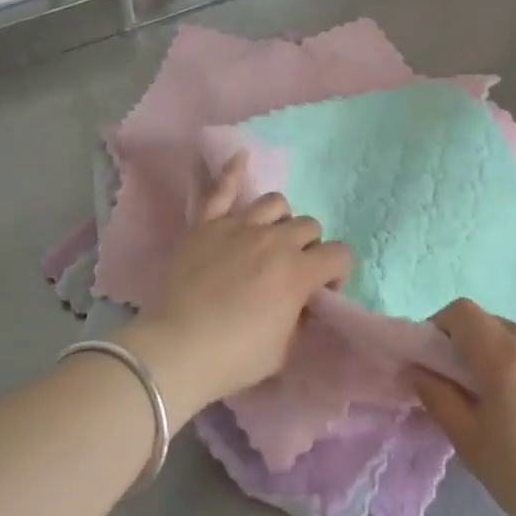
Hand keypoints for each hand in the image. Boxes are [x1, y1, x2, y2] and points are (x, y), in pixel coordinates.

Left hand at [120, 154, 351, 424]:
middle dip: (309, 248)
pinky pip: (222, 190)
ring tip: (269, 239)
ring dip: (280, 221)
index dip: (337, 273)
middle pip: (308, 226)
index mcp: (298, 272)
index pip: (339, 254)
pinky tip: (242, 158)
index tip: (322, 293)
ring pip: (275, 203)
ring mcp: (238, 227)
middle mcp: (273, 240)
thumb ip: (299, 317)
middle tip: (291, 272)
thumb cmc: (234, 357)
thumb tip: (301, 301)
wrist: (176, 350)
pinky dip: (233, 172)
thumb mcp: (284, 350)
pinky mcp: (206, 225)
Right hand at [412, 300, 515, 515]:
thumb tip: (416, 368)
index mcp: (508, 356)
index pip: (463, 312)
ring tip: (509, 405)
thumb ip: (437, 396)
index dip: (442, 326)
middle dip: (472, 347)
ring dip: (503, 358)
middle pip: (491, 324)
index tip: (438, 360)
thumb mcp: (470, 442)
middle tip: (470, 391)